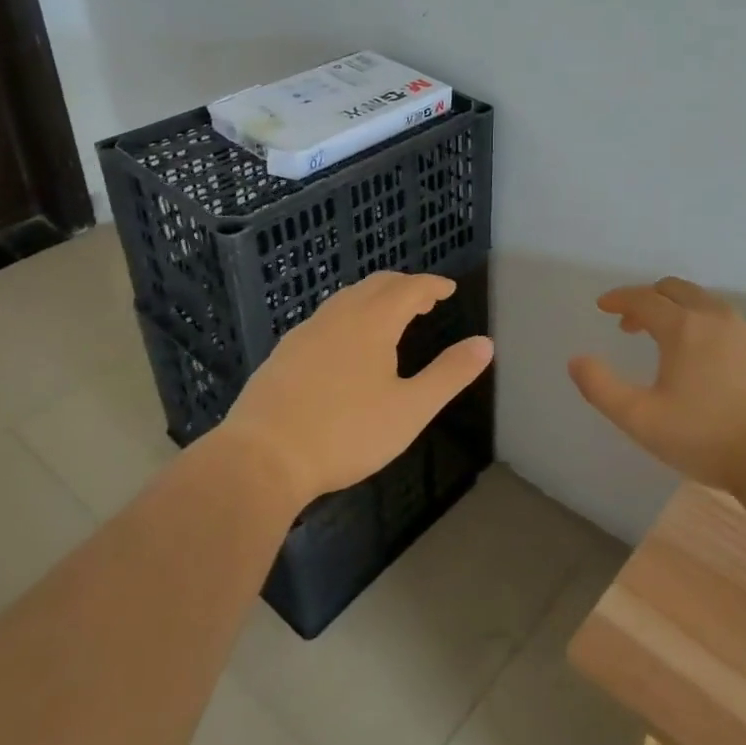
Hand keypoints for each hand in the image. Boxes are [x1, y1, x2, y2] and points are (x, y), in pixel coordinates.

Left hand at [216, 272, 492, 506]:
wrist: (260, 459)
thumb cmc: (345, 433)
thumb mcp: (410, 410)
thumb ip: (450, 374)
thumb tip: (485, 343)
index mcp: (373, 321)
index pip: (410, 288)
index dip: (432, 285)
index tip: (448, 289)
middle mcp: (339, 316)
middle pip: (377, 285)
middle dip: (405, 287)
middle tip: (425, 301)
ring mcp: (306, 332)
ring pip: (347, 298)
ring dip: (375, 298)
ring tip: (390, 318)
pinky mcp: (283, 353)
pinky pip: (326, 318)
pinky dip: (349, 316)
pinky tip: (346, 345)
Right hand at [568, 277, 745, 495]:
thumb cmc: (708, 437)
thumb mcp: (642, 420)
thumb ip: (602, 389)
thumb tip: (576, 361)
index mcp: (683, 326)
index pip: (643, 298)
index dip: (619, 299)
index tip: (604, 305)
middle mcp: (714, 316)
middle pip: (675, 289)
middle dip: (647, 299)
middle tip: (630, 323)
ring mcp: (744, 330)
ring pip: (702, 302)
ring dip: (676, 309)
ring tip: (664, 341)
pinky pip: (723, 320)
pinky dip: (701, 323)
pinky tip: (702, 358)